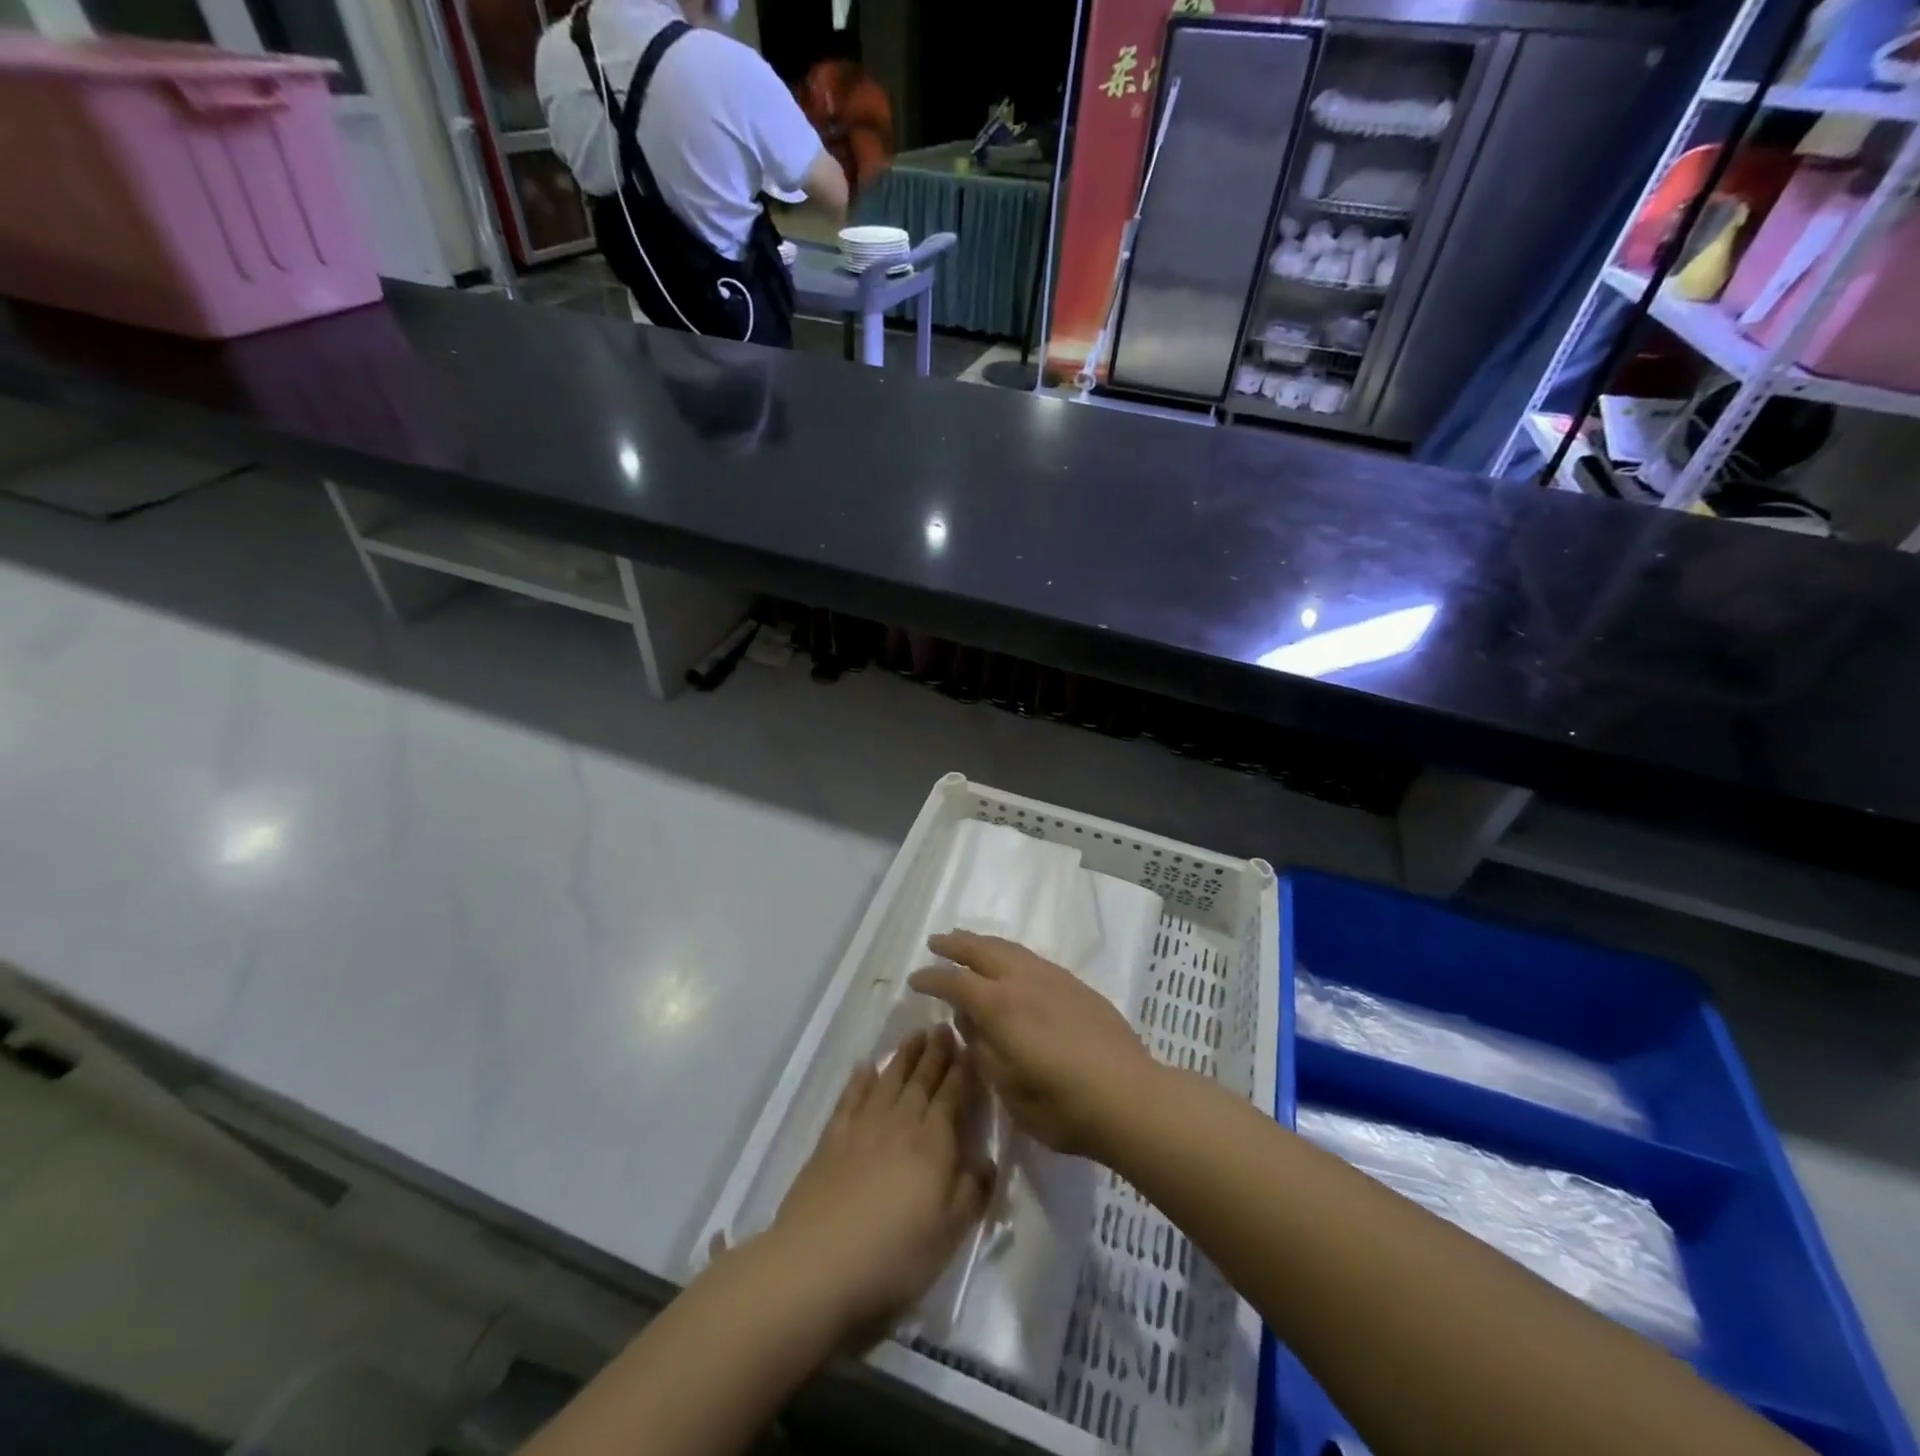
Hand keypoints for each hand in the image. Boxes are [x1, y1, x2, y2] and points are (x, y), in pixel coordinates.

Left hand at [765, 1026, 991, 1348]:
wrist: (818, 1264)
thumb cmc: (894, 1255)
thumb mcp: (949, 1234)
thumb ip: (972, 1192)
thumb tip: (986, 1160)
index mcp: (932, 1145)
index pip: (951, 1097)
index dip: (962, 1071)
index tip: (970, 1046)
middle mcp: (900, 1125)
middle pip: (921, 1081)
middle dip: (935, 1053)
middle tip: (943, 1027)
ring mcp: (862, 1129)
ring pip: (889, 1081)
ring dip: (904, 1056)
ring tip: (915, 1035)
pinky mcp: (831, 1140)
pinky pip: (850, 1099)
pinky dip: (859, 1080)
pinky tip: (865, 1066)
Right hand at [910, 931, 1158, 1159]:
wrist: (1130, 1096)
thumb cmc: (1061, 1105)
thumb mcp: (1008, 1088)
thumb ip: (984, 1050)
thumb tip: (970, 1023)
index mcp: (1000, 1006)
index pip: (956, 982)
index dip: (932, 978)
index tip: (914, 979)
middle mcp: (1024, 981)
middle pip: (982, 950)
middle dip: (956, 944)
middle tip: (936, 942)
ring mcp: (1054, 979)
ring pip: (1011, 949)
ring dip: (984, 943)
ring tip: (970, 943)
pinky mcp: (1077, 986)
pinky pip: (1033, 959)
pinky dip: (1011, 955)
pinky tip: (1013, 966)